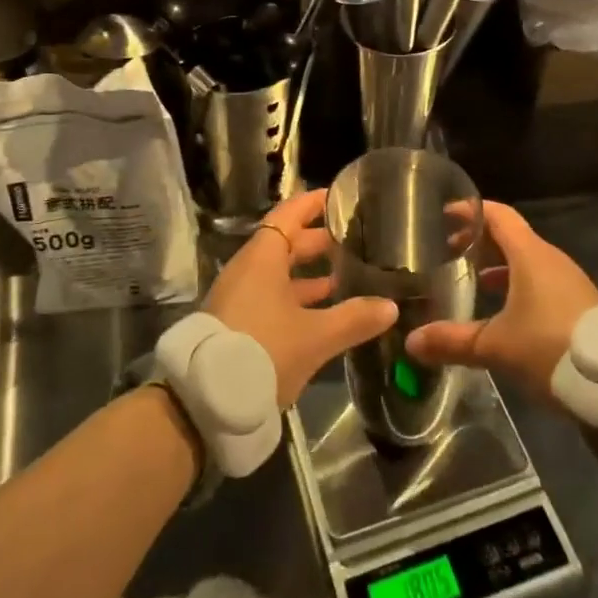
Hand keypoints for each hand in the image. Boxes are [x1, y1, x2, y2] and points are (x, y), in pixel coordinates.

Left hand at [207, 189, 397, 408]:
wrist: (206, 400)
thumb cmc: (263, 351)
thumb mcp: (315, 336)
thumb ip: (354, 319)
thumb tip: (391, 306)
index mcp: (262, 257)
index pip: (289, 214)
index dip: (313, 203)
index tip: (340, 197)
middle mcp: (248, 269)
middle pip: (285, 243)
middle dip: (318, 241)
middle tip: (354, 239)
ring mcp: (240, 296)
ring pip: (280, 272)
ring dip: (310, 273)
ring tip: (346, 276)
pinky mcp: (238, 321)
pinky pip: (272, 295)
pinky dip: (297, 296)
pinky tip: (323, 310)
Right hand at [405, 202, 597, 407]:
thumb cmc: (552, 348)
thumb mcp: (497, 346)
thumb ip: (453, 341)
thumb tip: (411, 342)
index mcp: (530, 254)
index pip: (496, 215)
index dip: (469, 212)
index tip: (443, 215)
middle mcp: (550, 259)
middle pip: (510, 236)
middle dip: (479, 241)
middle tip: (449, 251)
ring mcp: (568, 282)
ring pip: (526, 260)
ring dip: (498, 265)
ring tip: (472, 281)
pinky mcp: (579, 305)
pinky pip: (540, 281)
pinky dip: (517, 284)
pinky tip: (504, 312)